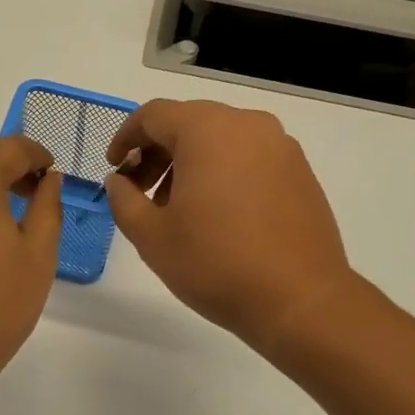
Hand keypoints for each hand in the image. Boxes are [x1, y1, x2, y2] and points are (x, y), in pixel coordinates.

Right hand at [104, 99, 354, 354]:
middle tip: (141, 190)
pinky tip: (217, 212)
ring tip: (177, 207)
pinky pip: (249, 155)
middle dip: (157, 151)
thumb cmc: (216, 264)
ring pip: (220, 138)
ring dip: (190, 162)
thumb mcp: (151, 236)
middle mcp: (247, 125)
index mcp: (207, 130)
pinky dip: (223, 170)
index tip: (114, 168)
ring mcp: (280, 146)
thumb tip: (119, 181)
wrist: (300, 300)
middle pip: (188, 122)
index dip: (126, 138)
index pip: (154, 115)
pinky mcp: (300, 170)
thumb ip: (124, 199)